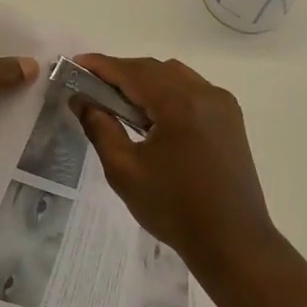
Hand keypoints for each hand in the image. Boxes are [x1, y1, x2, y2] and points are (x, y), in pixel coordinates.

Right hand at [72, 55, 278, 272]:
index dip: (101, 65)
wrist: (232, 242)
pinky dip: (167, 92)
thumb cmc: (174, 208)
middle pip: (154, 69)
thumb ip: (100, 128)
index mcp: (180, 104)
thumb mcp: (124, 170)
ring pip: (175, 76)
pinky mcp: (230, 119)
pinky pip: (193, 90)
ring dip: (145, 80)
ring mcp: (222, 105)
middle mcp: (205, 94)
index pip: (132, 72)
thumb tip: (81, 99)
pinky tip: (152, 115)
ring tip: (119, 101)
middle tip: (90, 85)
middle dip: (121, 73)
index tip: (74, 64)